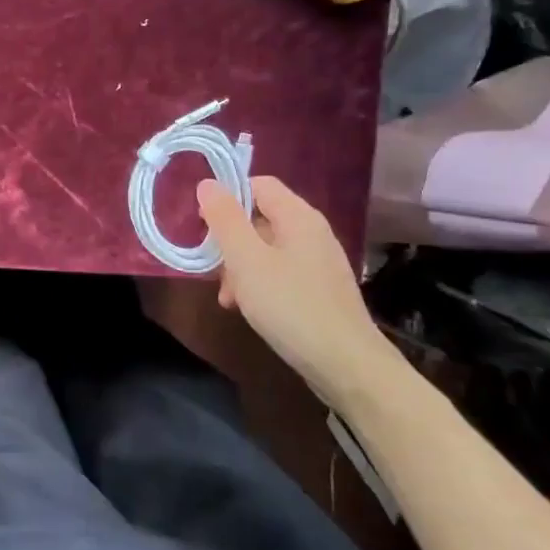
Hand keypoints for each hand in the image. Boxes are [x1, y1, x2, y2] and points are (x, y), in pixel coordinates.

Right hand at [196, 176, 391, 405]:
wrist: (346, 365)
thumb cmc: (291, 306)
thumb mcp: (246, 261)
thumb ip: (225, 220)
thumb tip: (208, 184)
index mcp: (299, 216)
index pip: (258, 184)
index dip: (227, 197)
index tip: (203, 225)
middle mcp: (312, 232)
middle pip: (261, 218)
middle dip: (231, 240)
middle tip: (213, 268)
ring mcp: (319, 262)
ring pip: (267, 249)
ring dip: (241, 267)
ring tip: (227, 297)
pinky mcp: (320, 290)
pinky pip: (281, 273)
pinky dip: (259, 284)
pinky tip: (247, 309)